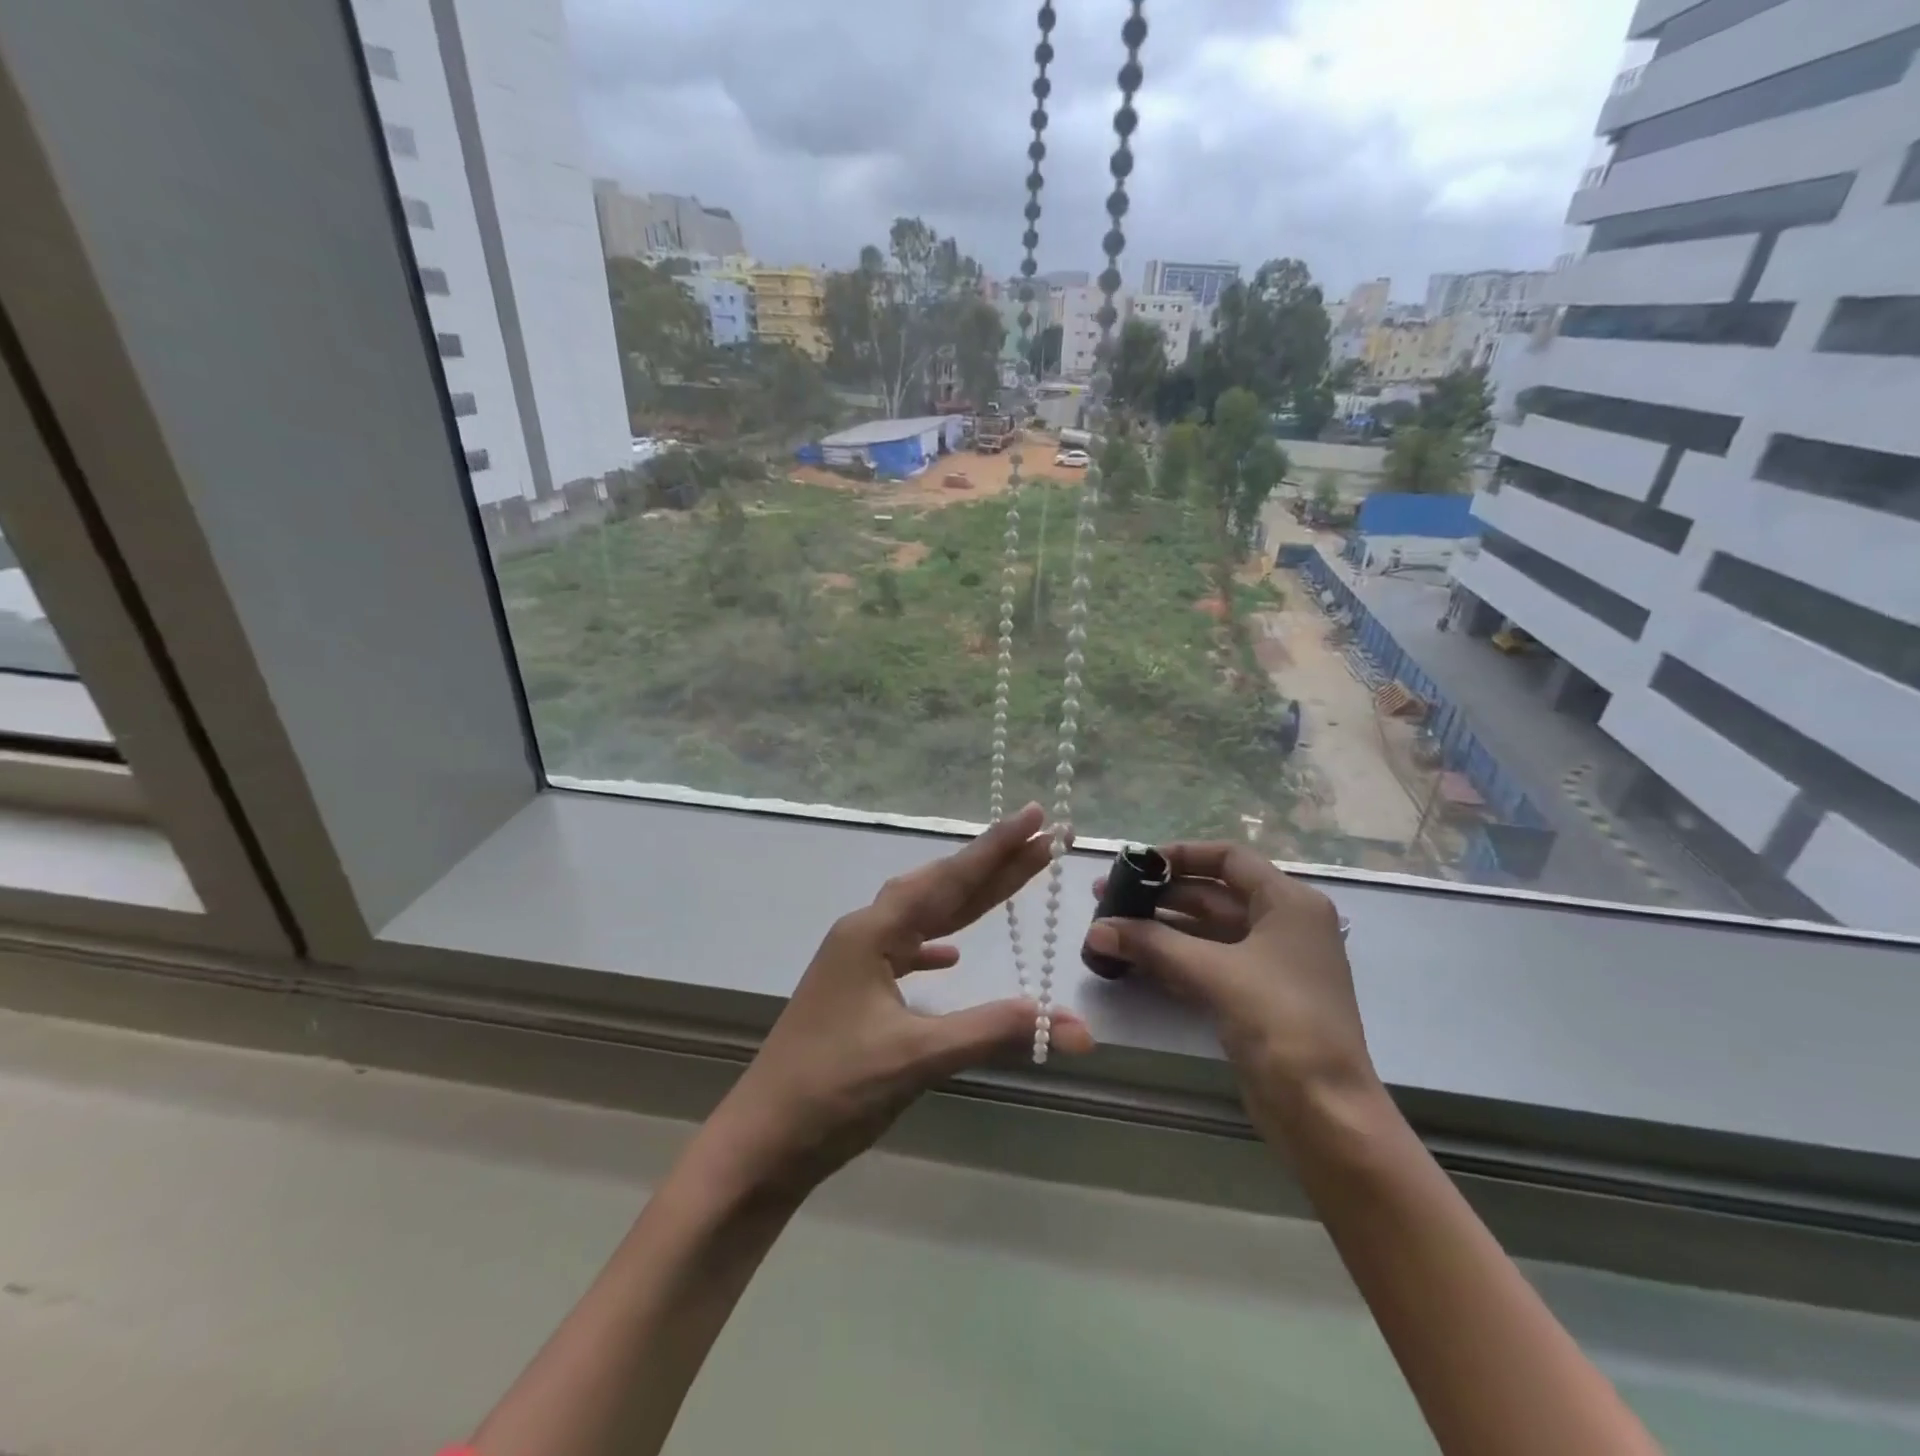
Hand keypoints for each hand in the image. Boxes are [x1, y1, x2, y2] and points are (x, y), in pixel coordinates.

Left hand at [705, 803, 1094, 1196]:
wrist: (762, 1141)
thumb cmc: (834, 1090)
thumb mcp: (918, 1057)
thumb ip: (994, 1031)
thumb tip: (1074, 1025)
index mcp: (873, 933)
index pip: (948, 880)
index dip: (996, 848)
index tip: (1034, 815)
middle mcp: (865, 934)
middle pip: (940, 889)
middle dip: (992, 866)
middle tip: (1040, 840)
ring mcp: (857, 962)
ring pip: (923, 917)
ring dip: (968, 901)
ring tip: (1010, 879)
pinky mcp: (856, 992)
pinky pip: (905, 951)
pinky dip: (934, 946)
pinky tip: (951, 955)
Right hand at [1083, 842, 1374, 1138]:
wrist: (1325, 1112)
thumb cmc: (1281, 1022)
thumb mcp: (1215, 973)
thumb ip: (1153, 944)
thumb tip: (1096, 928)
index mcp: (1288, 903)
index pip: (1229, 858)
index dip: (1181, 855)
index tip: (1135, 863)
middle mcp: (1282, 925)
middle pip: (1213, 894)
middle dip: (1159, 895)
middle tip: (1106, 899)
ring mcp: (1269, 964)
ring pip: (1206, 931)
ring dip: (1160, 929)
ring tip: (1109, 928)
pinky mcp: (1255, 998)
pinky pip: (1207, 963)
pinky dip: (1172, 958)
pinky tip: (1132, 960)